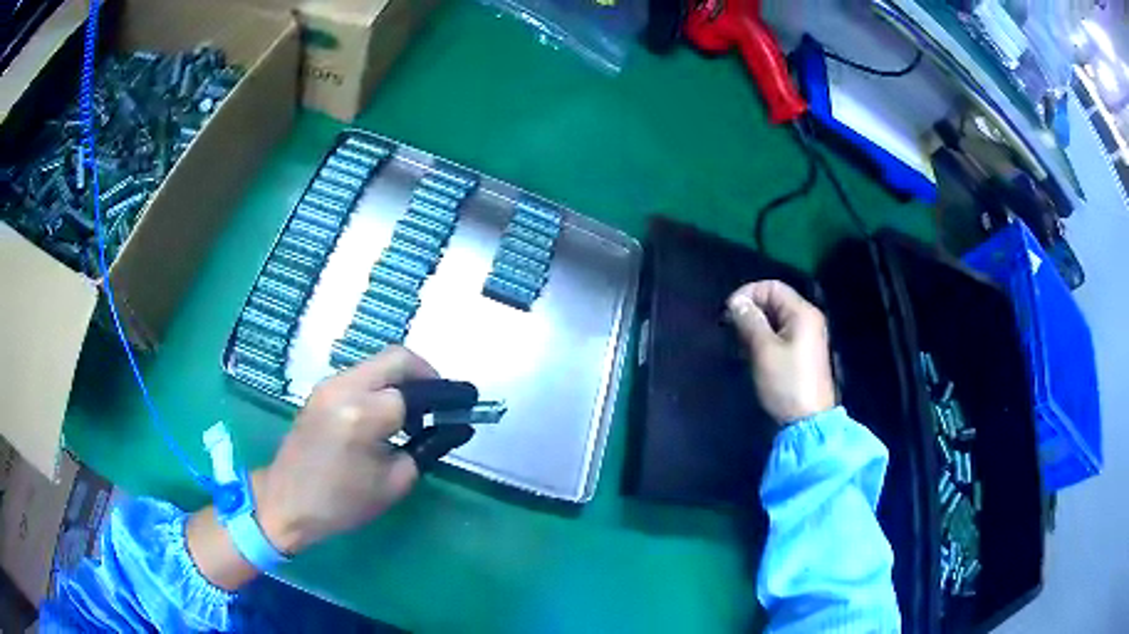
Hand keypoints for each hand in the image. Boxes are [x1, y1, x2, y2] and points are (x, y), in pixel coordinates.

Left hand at [254, 347, 472, 553]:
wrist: (286, 501)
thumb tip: (457, 427)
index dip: (446, 397)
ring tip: (415, 414)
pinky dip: (384, 384)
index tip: (468, 402)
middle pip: (397, 358)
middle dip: (427, 373)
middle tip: (441, 401)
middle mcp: (345, 388)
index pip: (417, 391)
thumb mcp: (394, 482)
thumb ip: (429, 447)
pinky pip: (362, 374)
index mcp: (364, 415)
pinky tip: (387, 413)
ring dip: (404, 379)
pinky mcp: (321, 390)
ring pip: (379, 363)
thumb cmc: (342, 503)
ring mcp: (329, 384)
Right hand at [727, 280, 835, 424]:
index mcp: (802, 313)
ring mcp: (807, 337)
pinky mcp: (802, 353)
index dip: (748, 293)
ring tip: (739, 343)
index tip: (728, 312)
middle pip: (775, 301)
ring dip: (755, 326)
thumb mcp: (764, 350)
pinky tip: (752, 354)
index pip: (772, 287)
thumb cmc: (786, 382)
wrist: (807, 420)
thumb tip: (736, 302)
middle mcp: (808, 319)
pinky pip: (781, 335)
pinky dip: (764, 338)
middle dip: (751, 311)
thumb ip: (749, 321)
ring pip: (776, 319)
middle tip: (731, 329)